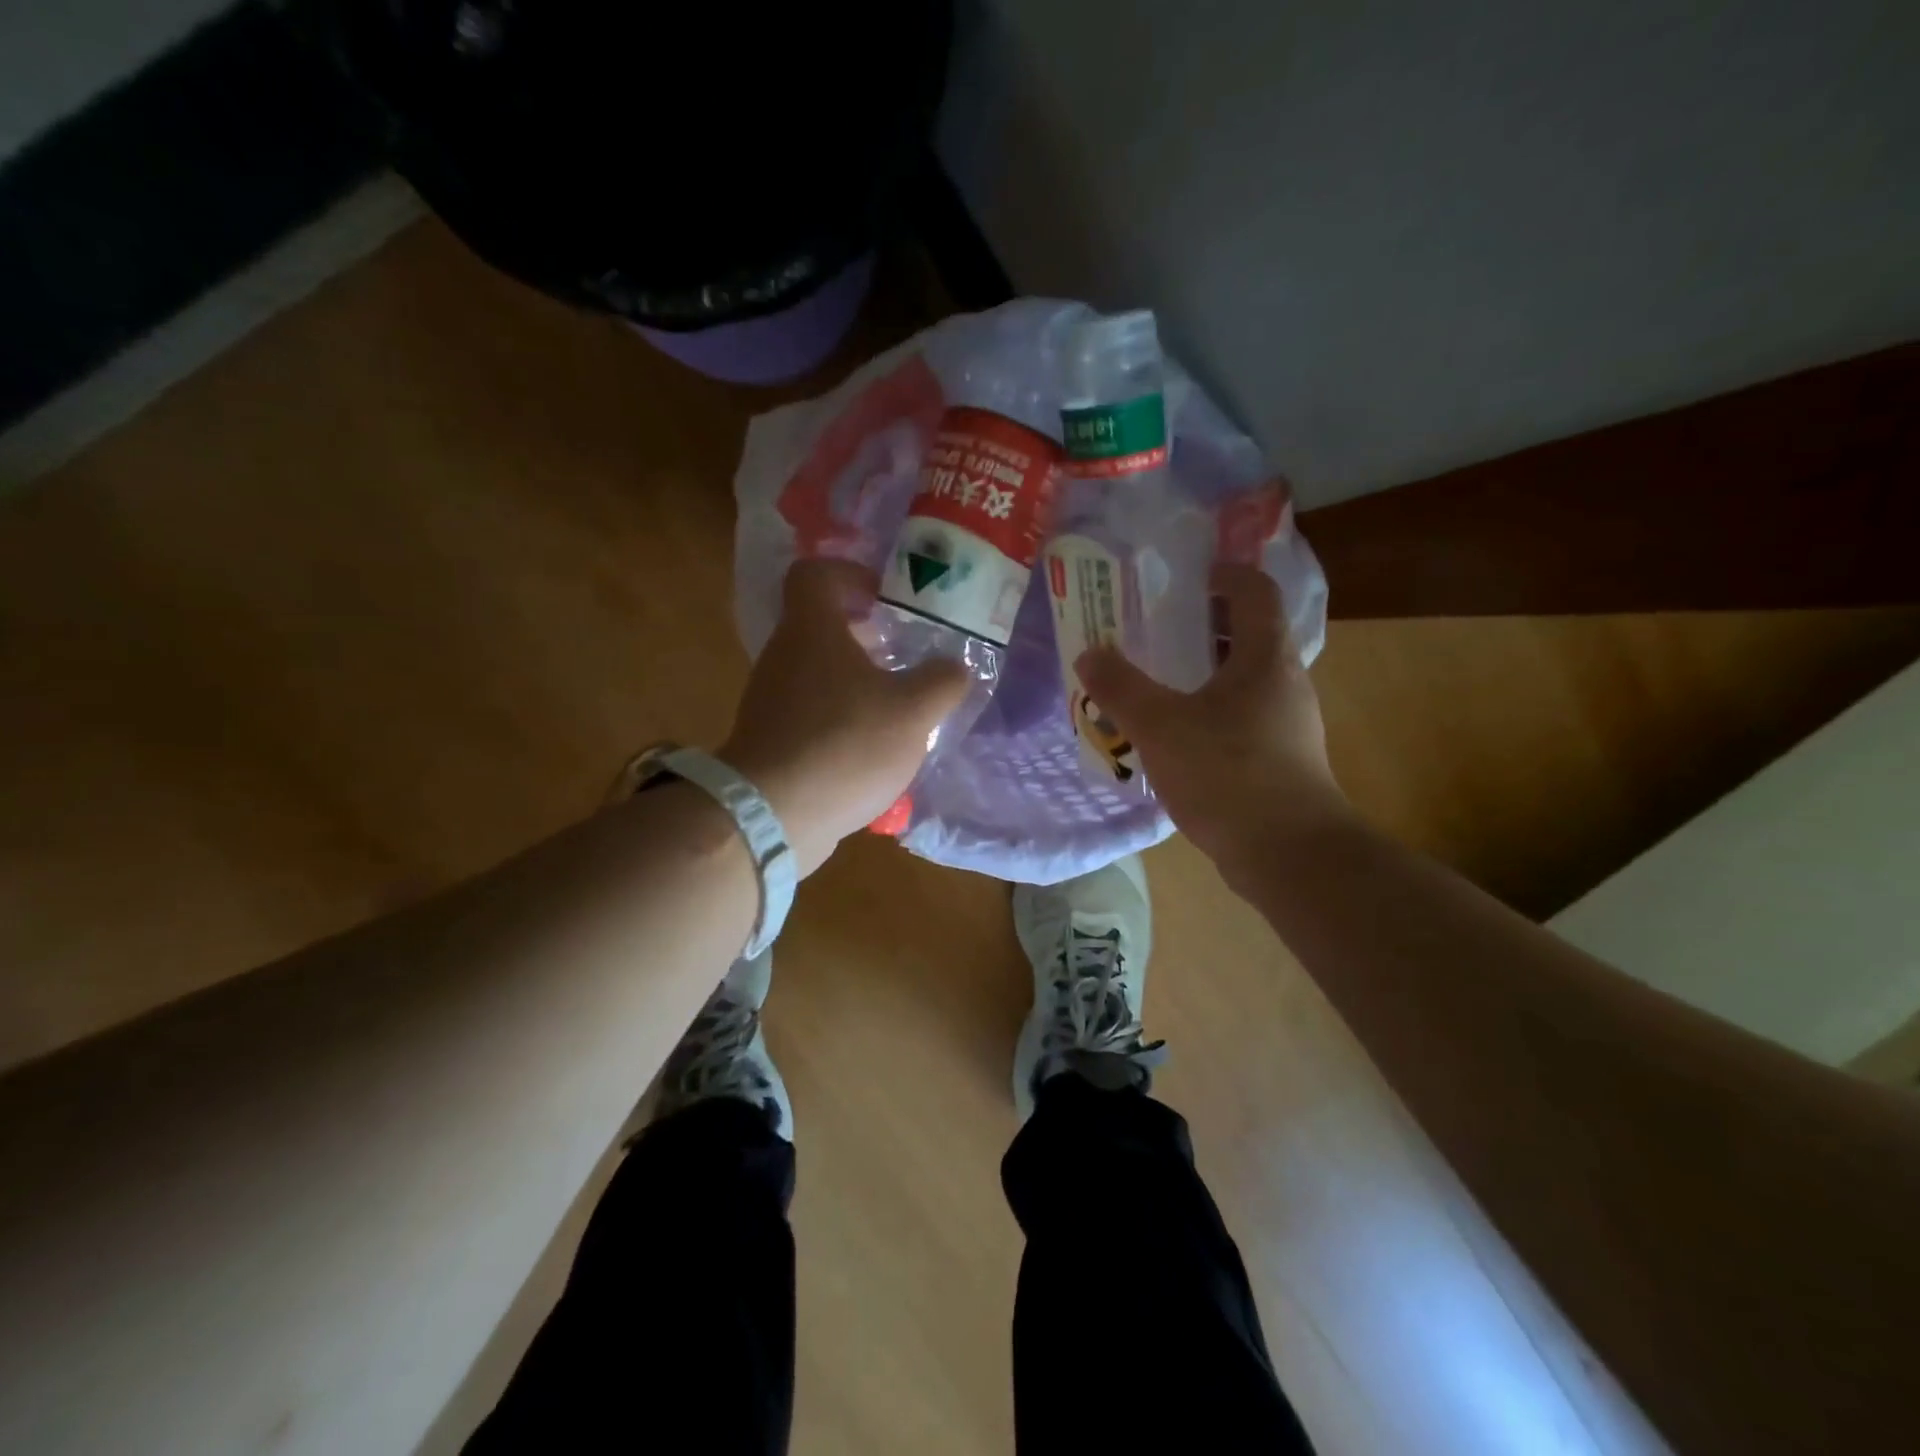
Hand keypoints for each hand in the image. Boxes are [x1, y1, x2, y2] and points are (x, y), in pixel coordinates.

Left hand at [720, 558, 968, 875]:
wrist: (773, 815)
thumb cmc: (845, 744)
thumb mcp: (913, 710)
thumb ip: (942, 681)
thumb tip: (954, 668)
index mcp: (812, 630)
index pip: (815, 574)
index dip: (851, 574)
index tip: (885, 596)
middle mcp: (784, 656)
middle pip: (821, 626)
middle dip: (866, 634)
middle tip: (904, 652)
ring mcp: (771, 700)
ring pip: (819, 672)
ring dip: (857, 680)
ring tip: (898, 704)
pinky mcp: (771, 739)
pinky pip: (812, 713)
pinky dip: (842, 718)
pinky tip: (874, 747)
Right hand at [1078, 564, 1350, 872]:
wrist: (1288, 854)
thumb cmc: (1227, 774)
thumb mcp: (1159, 726)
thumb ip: (1120, 687)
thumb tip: (1089, 653)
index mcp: (1265, 656)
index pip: (1254, 590)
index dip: (1223, 574)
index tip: (1184, 578)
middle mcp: (1284, 680)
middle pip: (1247, 633)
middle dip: (1200, 626)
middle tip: (1153, 629)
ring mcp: (1288, 722)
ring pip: (1242, 678)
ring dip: (1202, 672)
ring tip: (1156, 682)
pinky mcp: (1282, 758)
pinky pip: (1241, 715)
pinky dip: (1209, 710)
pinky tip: (1175, 736)